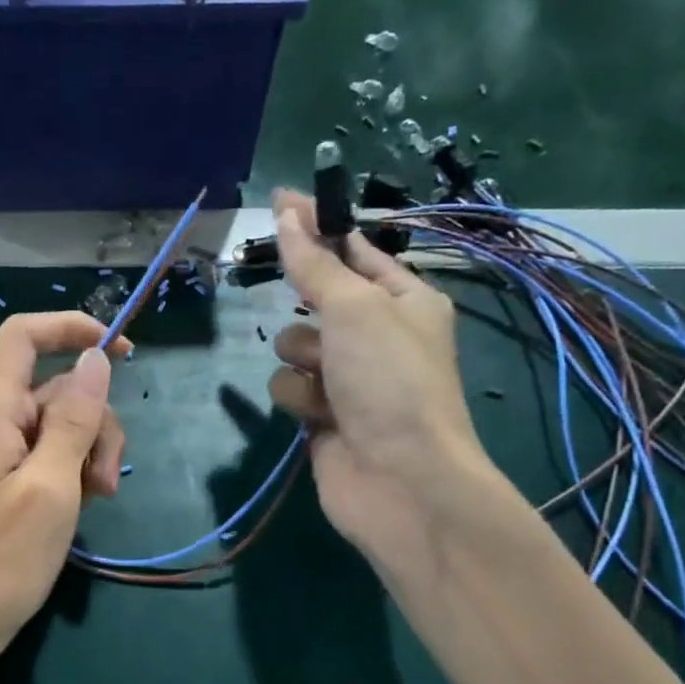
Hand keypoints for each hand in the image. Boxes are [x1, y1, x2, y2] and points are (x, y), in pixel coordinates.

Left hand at [0, 312, 129, 674]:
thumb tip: (95, 359)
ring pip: (48, 424)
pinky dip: (62, 471)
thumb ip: (75, 419)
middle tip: (106, 482)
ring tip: (96, 502)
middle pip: (49, 387)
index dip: (74, 329)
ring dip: (82, 453)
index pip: (24, 336)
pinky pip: (32, 453)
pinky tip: (76, 508)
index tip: (124, 353)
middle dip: (91, 422)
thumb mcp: (52, 488)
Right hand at [265, 190, 496, 563]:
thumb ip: (314, 263)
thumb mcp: (355, 309)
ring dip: (301, 358)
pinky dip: (298, 397)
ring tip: (325, 381)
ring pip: (295, 345)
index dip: (318, 226)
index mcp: (406, 299)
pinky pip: (291, 386)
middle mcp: (379, 335)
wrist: (400, 481)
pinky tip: (317, 415)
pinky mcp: (324, 416)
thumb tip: (285, 213)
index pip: (355, 250)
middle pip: (319, 298)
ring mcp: (349, 378)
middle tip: (301, 302)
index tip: (278, 202)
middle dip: (306, 305)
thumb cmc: (390, 382)